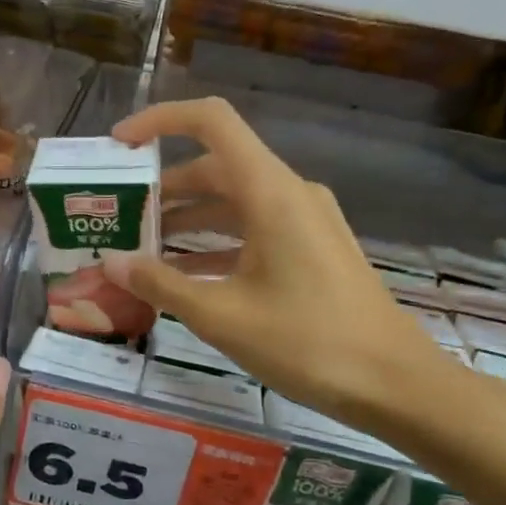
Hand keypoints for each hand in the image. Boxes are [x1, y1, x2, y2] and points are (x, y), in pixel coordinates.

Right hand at [100, 97, 448, 429]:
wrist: (394, 384)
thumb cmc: (307, 342)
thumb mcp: (221, 315)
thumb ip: (159, 283)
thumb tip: (111, 263)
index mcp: (269, 192)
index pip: (211, 122)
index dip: (160, 121)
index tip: (120, 145)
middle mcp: (289, 193)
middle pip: (215, 167)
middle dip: (163, 189)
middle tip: (120, 218)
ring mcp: (305, 220)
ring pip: (233, 201)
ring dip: (187, 220)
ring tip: (141, 250)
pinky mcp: (312, 248)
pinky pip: (253, 229)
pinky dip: (215, 243)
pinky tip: (185, 277)